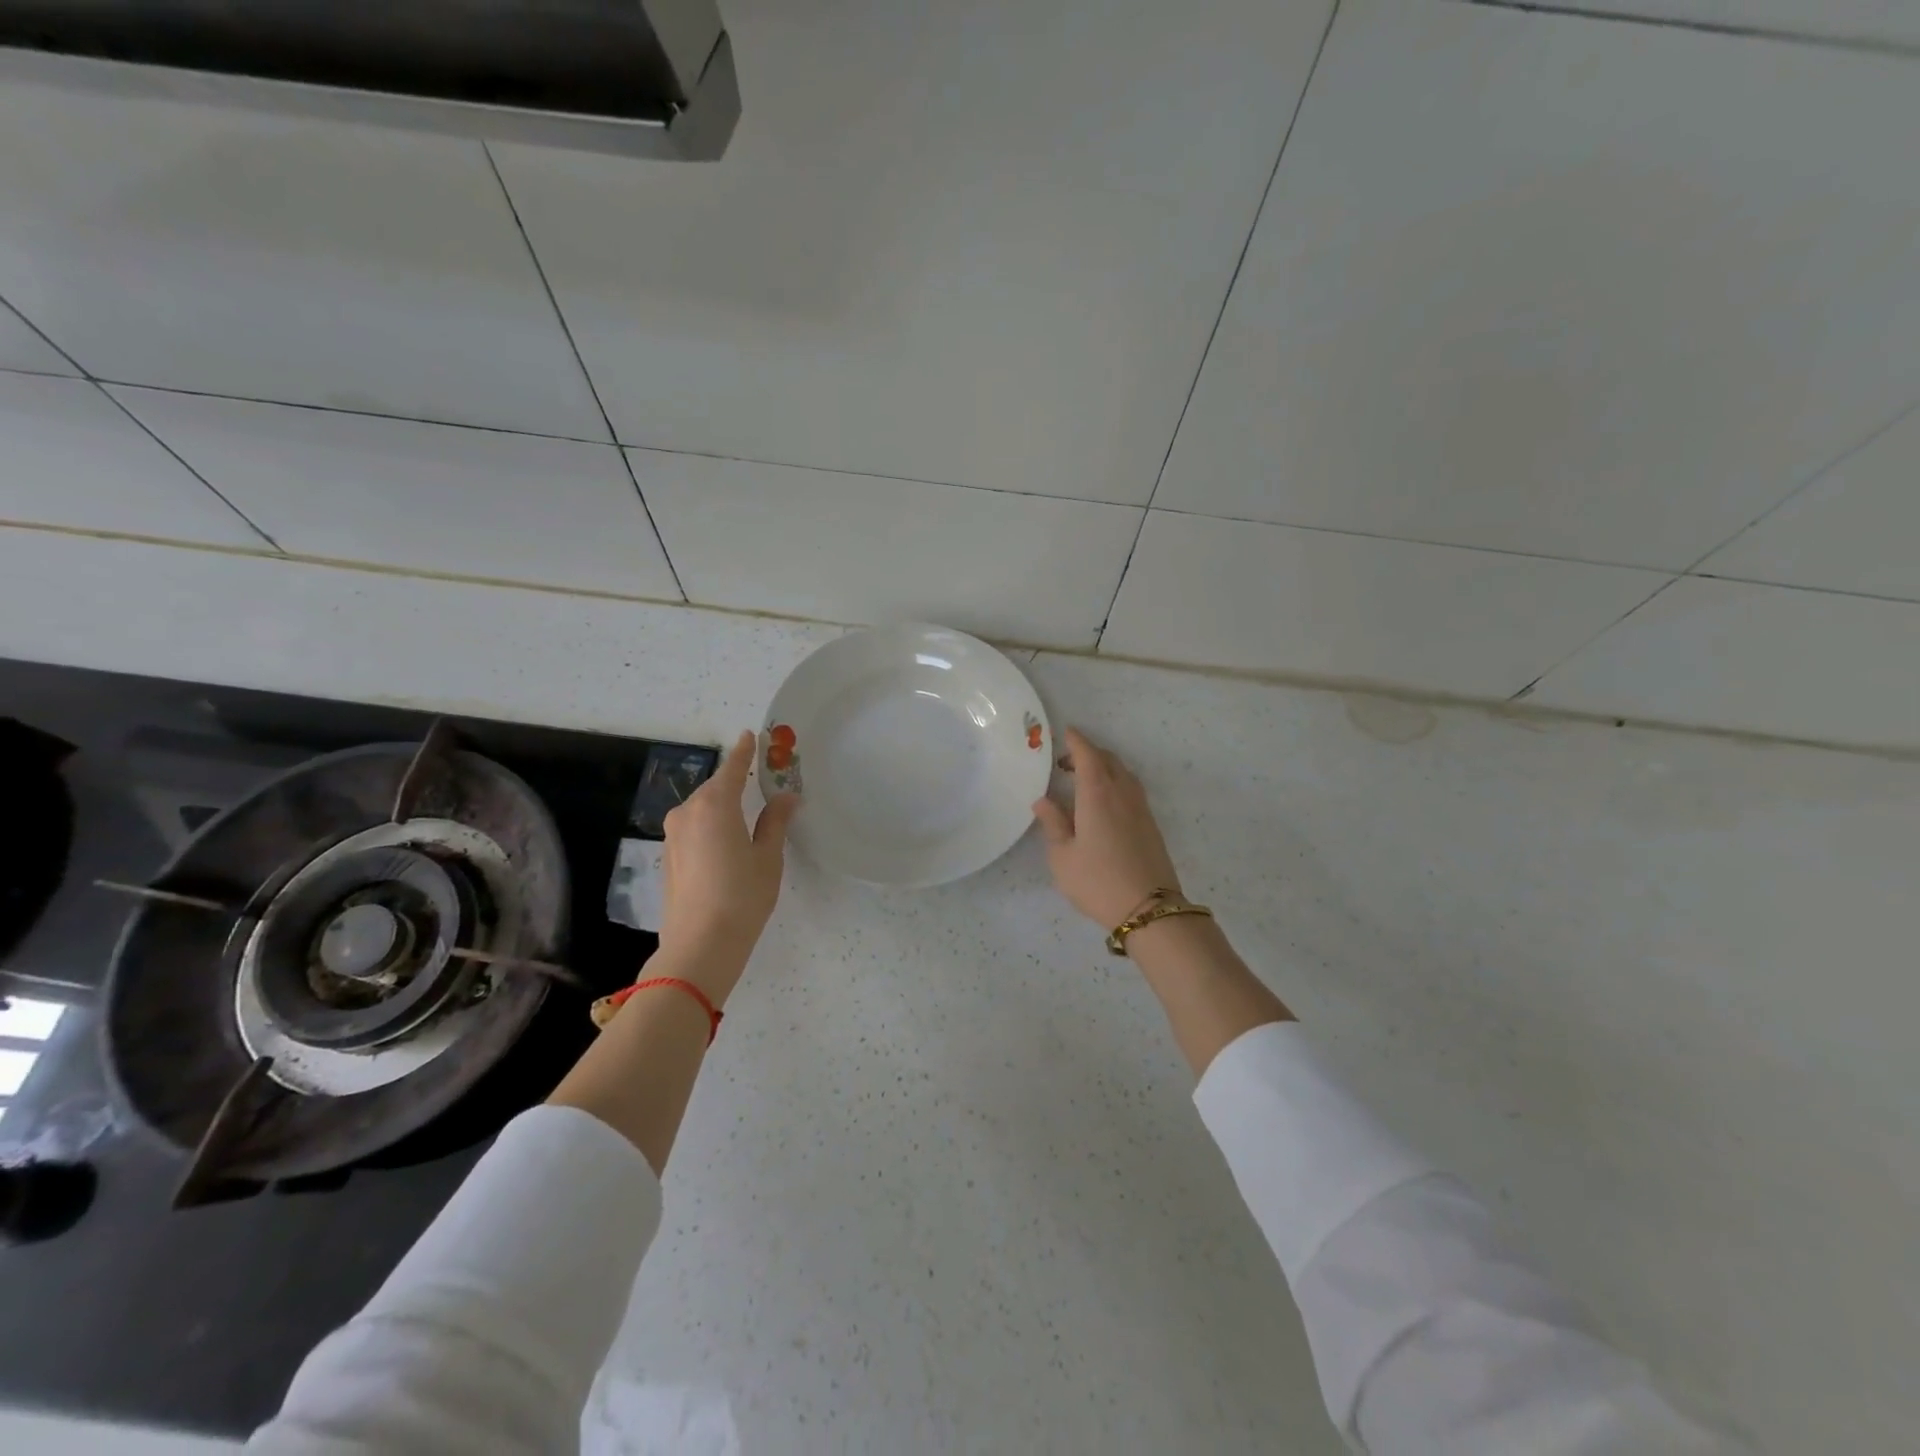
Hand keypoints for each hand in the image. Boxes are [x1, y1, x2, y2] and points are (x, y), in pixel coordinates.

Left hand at [658, 730, 800, 986]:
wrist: (700, 944)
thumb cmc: (742, 896)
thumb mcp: (768, 857)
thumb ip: (775, 821)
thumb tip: (785, 797)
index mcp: (715, 805)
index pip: (731, 769)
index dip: (743, 752)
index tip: (749, 735)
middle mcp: (688, 813)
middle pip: (714, 789)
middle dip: (733, 783)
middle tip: (756, 780)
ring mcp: (673, 836)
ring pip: (701, 809)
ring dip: (721, 806)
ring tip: (745, 814)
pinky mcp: (669, 857)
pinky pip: (693, 828)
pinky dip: (710, 825)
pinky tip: (726, 841)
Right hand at [1032, 727, 1182, 927]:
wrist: (1149, 909)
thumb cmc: (1097, 881)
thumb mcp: (1062, 857)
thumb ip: (1053, 824)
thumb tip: (1043, 800)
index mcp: (1097, 794)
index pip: (1087, 755)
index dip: (1076, 741)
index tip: (1064, 732)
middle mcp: (1122, 793)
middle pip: (1108, 759)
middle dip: (1088, 753)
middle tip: (1065, 762)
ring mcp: (1141, 808)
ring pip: (1123, 773)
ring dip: (1103, 768)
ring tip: (1083, 781)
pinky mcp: (1151, 824)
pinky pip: (1131, 789)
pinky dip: (1115, 783)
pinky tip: (1103, 802)